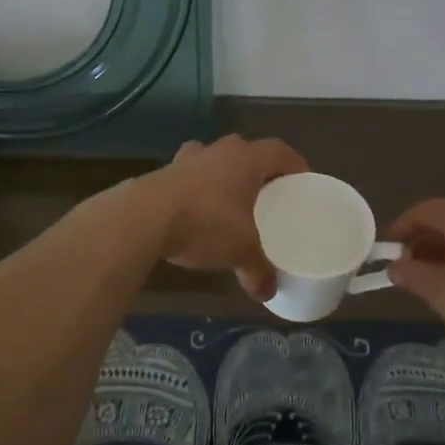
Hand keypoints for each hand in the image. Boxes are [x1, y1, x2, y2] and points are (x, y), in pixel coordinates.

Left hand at [144, 135, 306, 300]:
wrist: (143, 219)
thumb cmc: (205, 223)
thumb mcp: (240, 251)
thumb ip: (258, 270)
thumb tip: (268, 293)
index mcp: (246, 158)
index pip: (280, 151)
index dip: (294, 165)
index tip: (301, 182)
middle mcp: (217, 150)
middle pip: (245, 153)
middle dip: (257, 172)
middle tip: (266, 196)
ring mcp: (186, 160)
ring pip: (213, 162)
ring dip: (222, 178)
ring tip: (229, 205)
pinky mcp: (161, 174)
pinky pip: (188, 178)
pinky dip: (197, 192)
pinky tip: (197, 216)